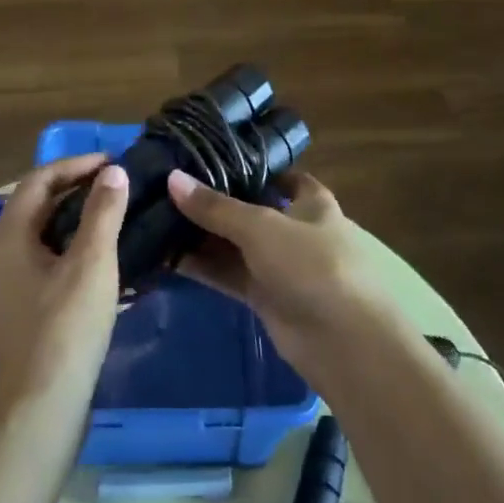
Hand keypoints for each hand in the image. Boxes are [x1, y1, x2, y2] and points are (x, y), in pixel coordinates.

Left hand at [0, 157, 129, 416]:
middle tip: (115, 187)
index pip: (38, 181)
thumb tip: (114, 173)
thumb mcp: (93, 263)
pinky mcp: (13, 314)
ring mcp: (0, 289)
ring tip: (111, 218)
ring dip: (72, 222)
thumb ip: (103, 212)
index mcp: (7, 238)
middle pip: (34, 207)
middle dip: (74, 191)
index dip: (75, 165)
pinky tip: (96, 264)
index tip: (113, 162)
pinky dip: (67, 251)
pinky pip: (39, 265)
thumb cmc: (67, 327)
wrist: (40, 408)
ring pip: (37, 238)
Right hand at [167, 169, 408, 387]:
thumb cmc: (314, 265)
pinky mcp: (267, 299)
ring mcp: (282, 267)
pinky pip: (230, 276)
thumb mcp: (262, 227)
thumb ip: (216, 207)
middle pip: (252, 212)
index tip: (213, 160)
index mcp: (312, 204)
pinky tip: (168, 257)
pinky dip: (204, 267)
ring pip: (237, 246)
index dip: (253, 168)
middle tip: (170, 190)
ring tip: (158, 220)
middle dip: (217, 204)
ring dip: (204, 238)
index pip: (283, 177)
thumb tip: (172, 178)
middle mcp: (297, 231)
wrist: (345, 342)